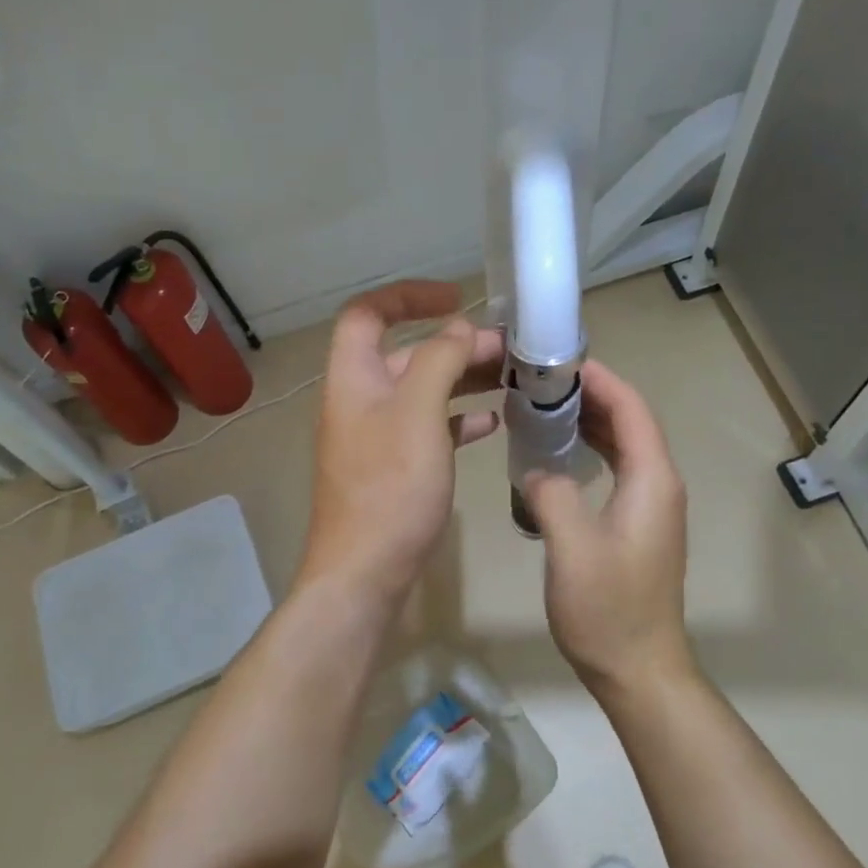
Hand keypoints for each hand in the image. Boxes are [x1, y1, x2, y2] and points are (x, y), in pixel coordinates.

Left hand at [299, 281, 503, 600]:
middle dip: (456, 345)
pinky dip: (460, 420)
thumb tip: (460, 329)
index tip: (455, 297)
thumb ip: (439, 361)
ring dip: (464, 380)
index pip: (368, 314)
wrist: (366, 571)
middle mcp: (361, 400)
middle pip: (407, 354)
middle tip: (510, 351)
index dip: (407, 296)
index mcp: (353, 377)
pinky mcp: (395, 468)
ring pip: (424, 393)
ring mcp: (378, 437)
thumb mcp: (418, 413)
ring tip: (513, 380)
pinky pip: (430, 429)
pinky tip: (494, 423)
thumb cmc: (390, 487)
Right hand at [524, 360, 691, 693]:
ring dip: (590, 422)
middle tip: (541, 382)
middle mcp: (659, 486)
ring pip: (625, 447)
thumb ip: (552, 494)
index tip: (558, 362)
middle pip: (631, 422)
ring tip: (545, 408)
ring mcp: (652, 508)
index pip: (632, 409)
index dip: (600, 380)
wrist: (639, 668)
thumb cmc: (607, 609)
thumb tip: (537, 470)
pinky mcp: (638, 527)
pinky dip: (592, 452)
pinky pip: (618, 471)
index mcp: (652, 480)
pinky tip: (559, 455)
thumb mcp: (571, 547)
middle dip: (591, 396)